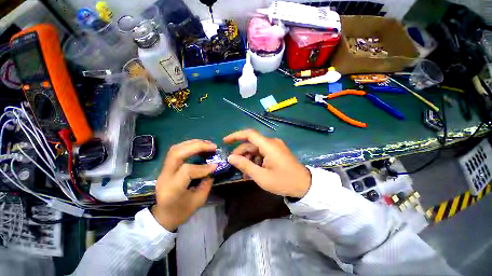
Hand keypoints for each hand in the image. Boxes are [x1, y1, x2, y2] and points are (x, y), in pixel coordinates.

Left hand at [151, 140, 217, 230]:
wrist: (162, 215)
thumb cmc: (181, 212)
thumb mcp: (198, 201)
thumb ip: (207, 183)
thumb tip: (213, 168)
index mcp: (172, 189)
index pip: (186, 171)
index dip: (203, 167)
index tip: (215, 165)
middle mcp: (165, 176)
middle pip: (177, 153)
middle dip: (197, 146)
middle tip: (213, 146)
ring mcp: (163, 170)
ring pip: (175, 149)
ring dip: (193, 143)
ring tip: (207, 144)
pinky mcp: (166, 166)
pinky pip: (176, 150)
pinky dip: (189, 145)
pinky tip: (199, 146)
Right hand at [223, 129, 310, 197]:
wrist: (304, 185)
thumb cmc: (283, 181)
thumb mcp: (261, 176)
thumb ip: (245, 165)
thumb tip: (230, 157)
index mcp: (268, 145)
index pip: (249, 134)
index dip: (236, 136)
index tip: (225, 141)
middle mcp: (271, 142)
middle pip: (251, 144)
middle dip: (241, 153)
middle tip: (234, 165)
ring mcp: (275, 147)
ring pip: (256, 149)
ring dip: (248, 158)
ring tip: (244, 172)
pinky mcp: (277, 152)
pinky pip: (262, 152)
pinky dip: (256, 159)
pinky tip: (253, 170)